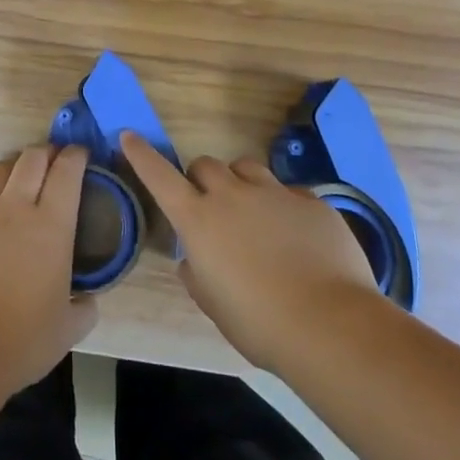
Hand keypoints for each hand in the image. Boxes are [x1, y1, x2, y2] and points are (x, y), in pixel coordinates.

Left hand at [0, 144, 98, 396]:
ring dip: (12, 168)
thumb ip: (84, 307)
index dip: (76, 156)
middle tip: (52, 161)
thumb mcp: (68, 329)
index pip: (67, 171)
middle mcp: (14, 207)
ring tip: (17, 179)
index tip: (80, 154)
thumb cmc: (22, 340)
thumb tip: (87, 300)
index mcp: (51, 225)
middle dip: (46, 153)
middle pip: (31, 159)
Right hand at [122, 131, 380, 374]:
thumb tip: (192, 260)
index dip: (142, 155)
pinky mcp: (311, 201)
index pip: (160, 177)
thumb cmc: (259, 323)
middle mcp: (232, 196)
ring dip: (240, 183)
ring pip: (246, 167)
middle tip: (211, 206)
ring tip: (253, 212)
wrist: (330, 324)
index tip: (129, 135)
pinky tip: (297, 237)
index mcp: (199, 220)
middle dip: (201, 179)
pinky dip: (283, 207)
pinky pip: (288, 191)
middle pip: (206, 165)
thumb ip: (197, 275)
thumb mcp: (214, 305)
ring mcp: (274, 193)